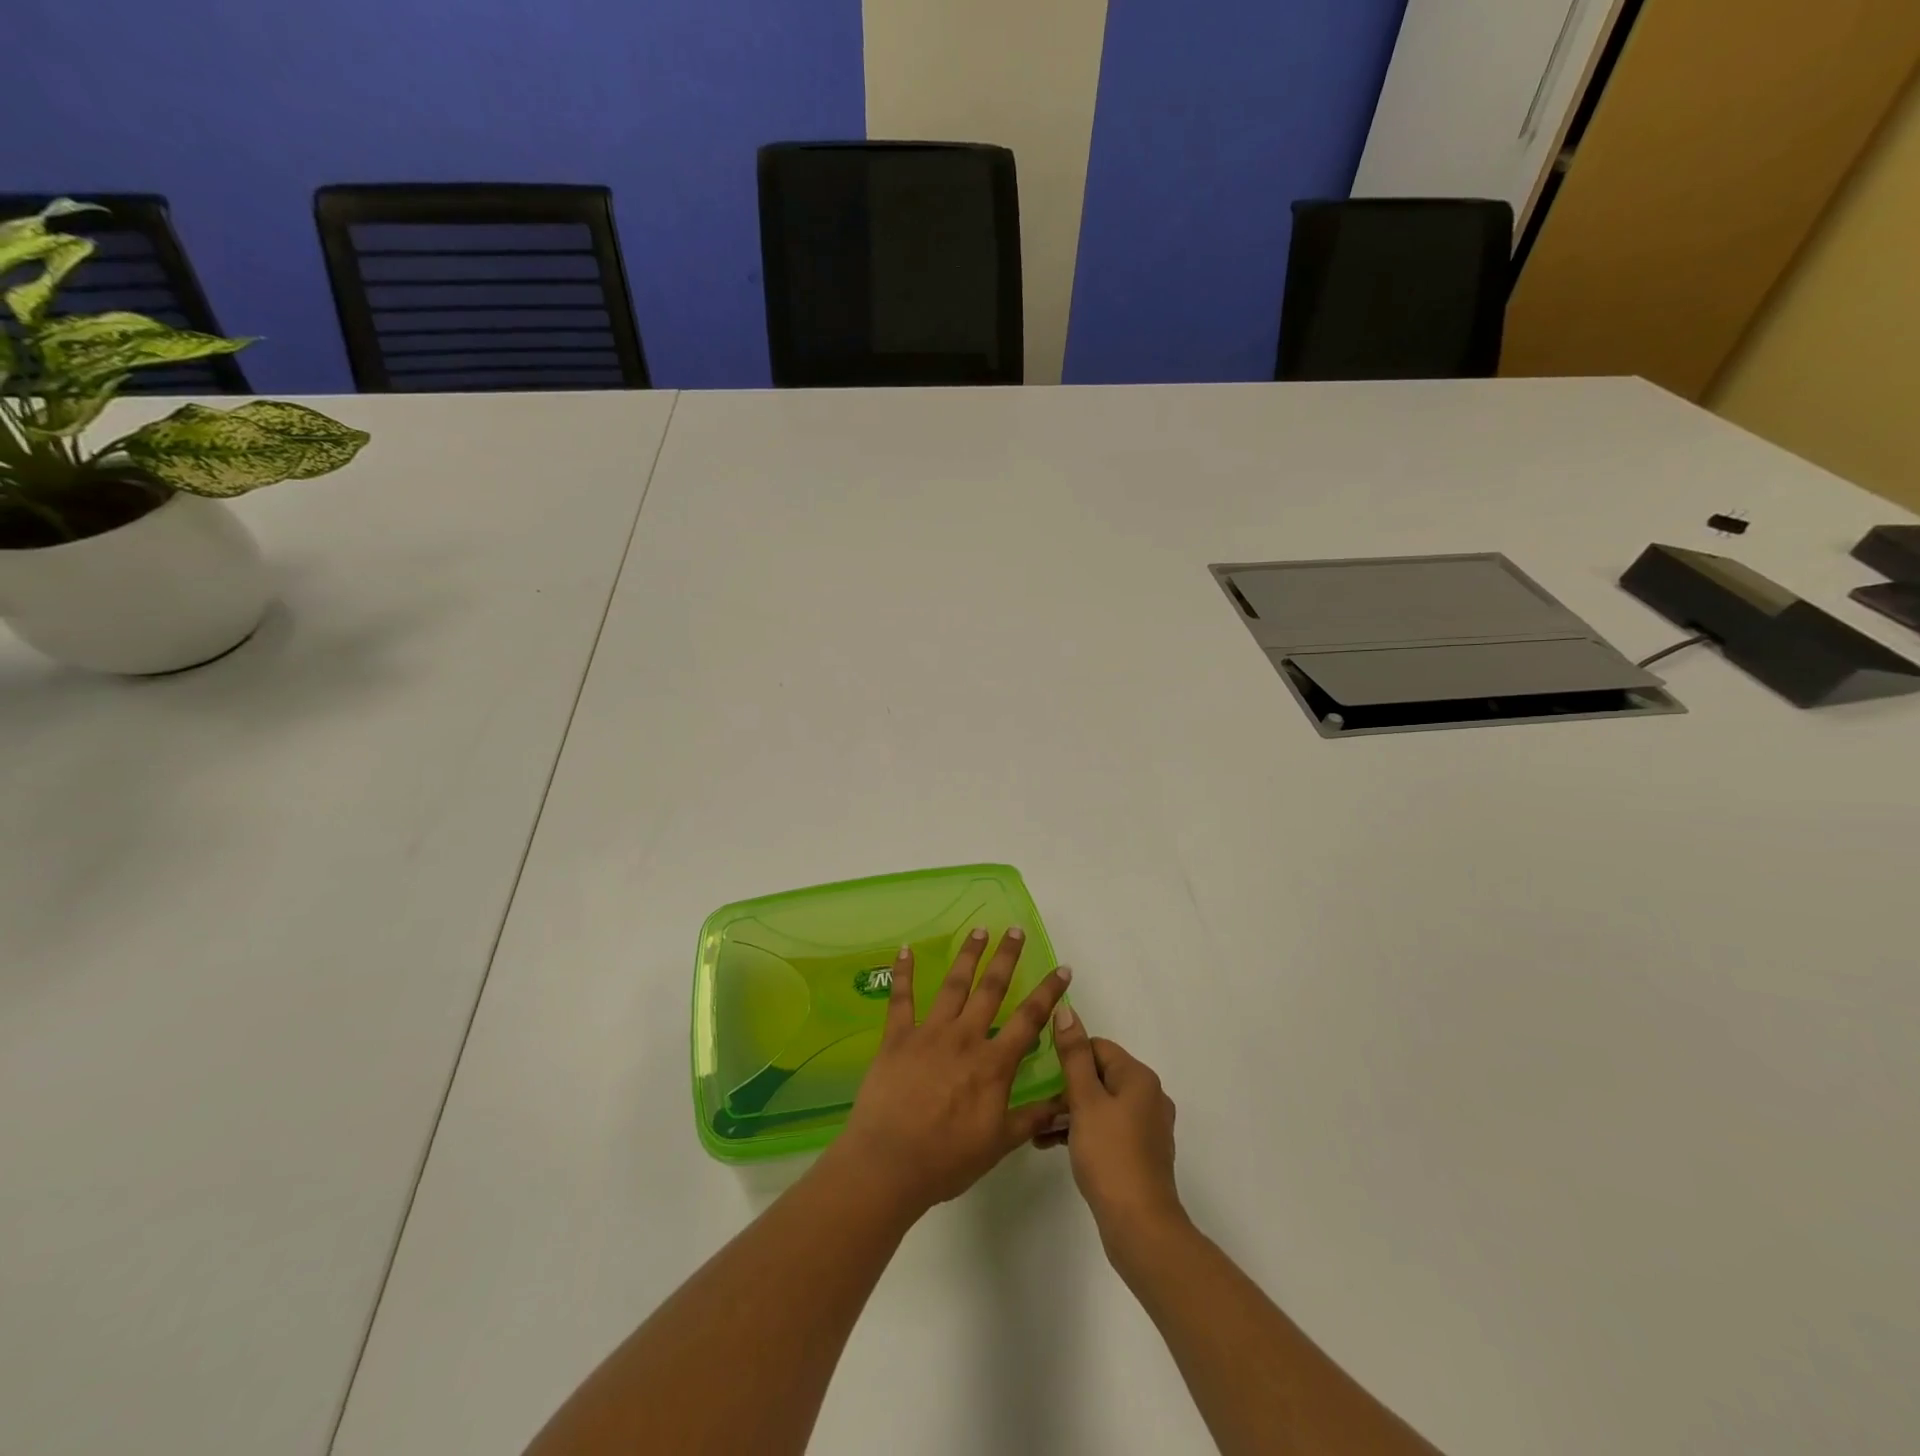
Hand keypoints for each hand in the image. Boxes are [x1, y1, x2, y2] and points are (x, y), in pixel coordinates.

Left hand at [829, 928, 1071, 1218]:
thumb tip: (1067, 1103)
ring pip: (953, 985)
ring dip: (968, 955)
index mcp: (993, 1064)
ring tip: (979, 930)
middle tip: (1016, 930)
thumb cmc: (947, 1159)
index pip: (1029, 1020)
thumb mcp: (999, 1144)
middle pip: (991, 989)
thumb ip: (1032, 1118)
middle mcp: (965, 1038)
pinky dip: (902, 973)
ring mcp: (929, 1033)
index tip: (1062, 969)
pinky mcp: (897, 1037)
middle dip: (1006, 957)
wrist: (890, 1163)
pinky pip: (901, 998)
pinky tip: (905, 949)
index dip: (1048, 993)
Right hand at [1046, 1008, 1185, 1261]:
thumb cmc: (1109, 1155)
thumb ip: (1074, 1055)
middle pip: (1100, 1075)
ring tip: (1038, 1130)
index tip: (1042, 1074)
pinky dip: (1084, 1132)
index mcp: (1139, 1077)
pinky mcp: (1142, 1153)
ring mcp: (1148, 1127)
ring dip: (1071, 1112)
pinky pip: (1108, 1129)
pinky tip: (1055, 1147)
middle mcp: (1150, 1096)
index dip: (1069, 1057)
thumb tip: (1067, 1010)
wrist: (1140, 1226)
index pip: (1098, 1047)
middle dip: (1067, 1088)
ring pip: (1102, 1104)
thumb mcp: (1085, 1100)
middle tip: (1038, 1104)